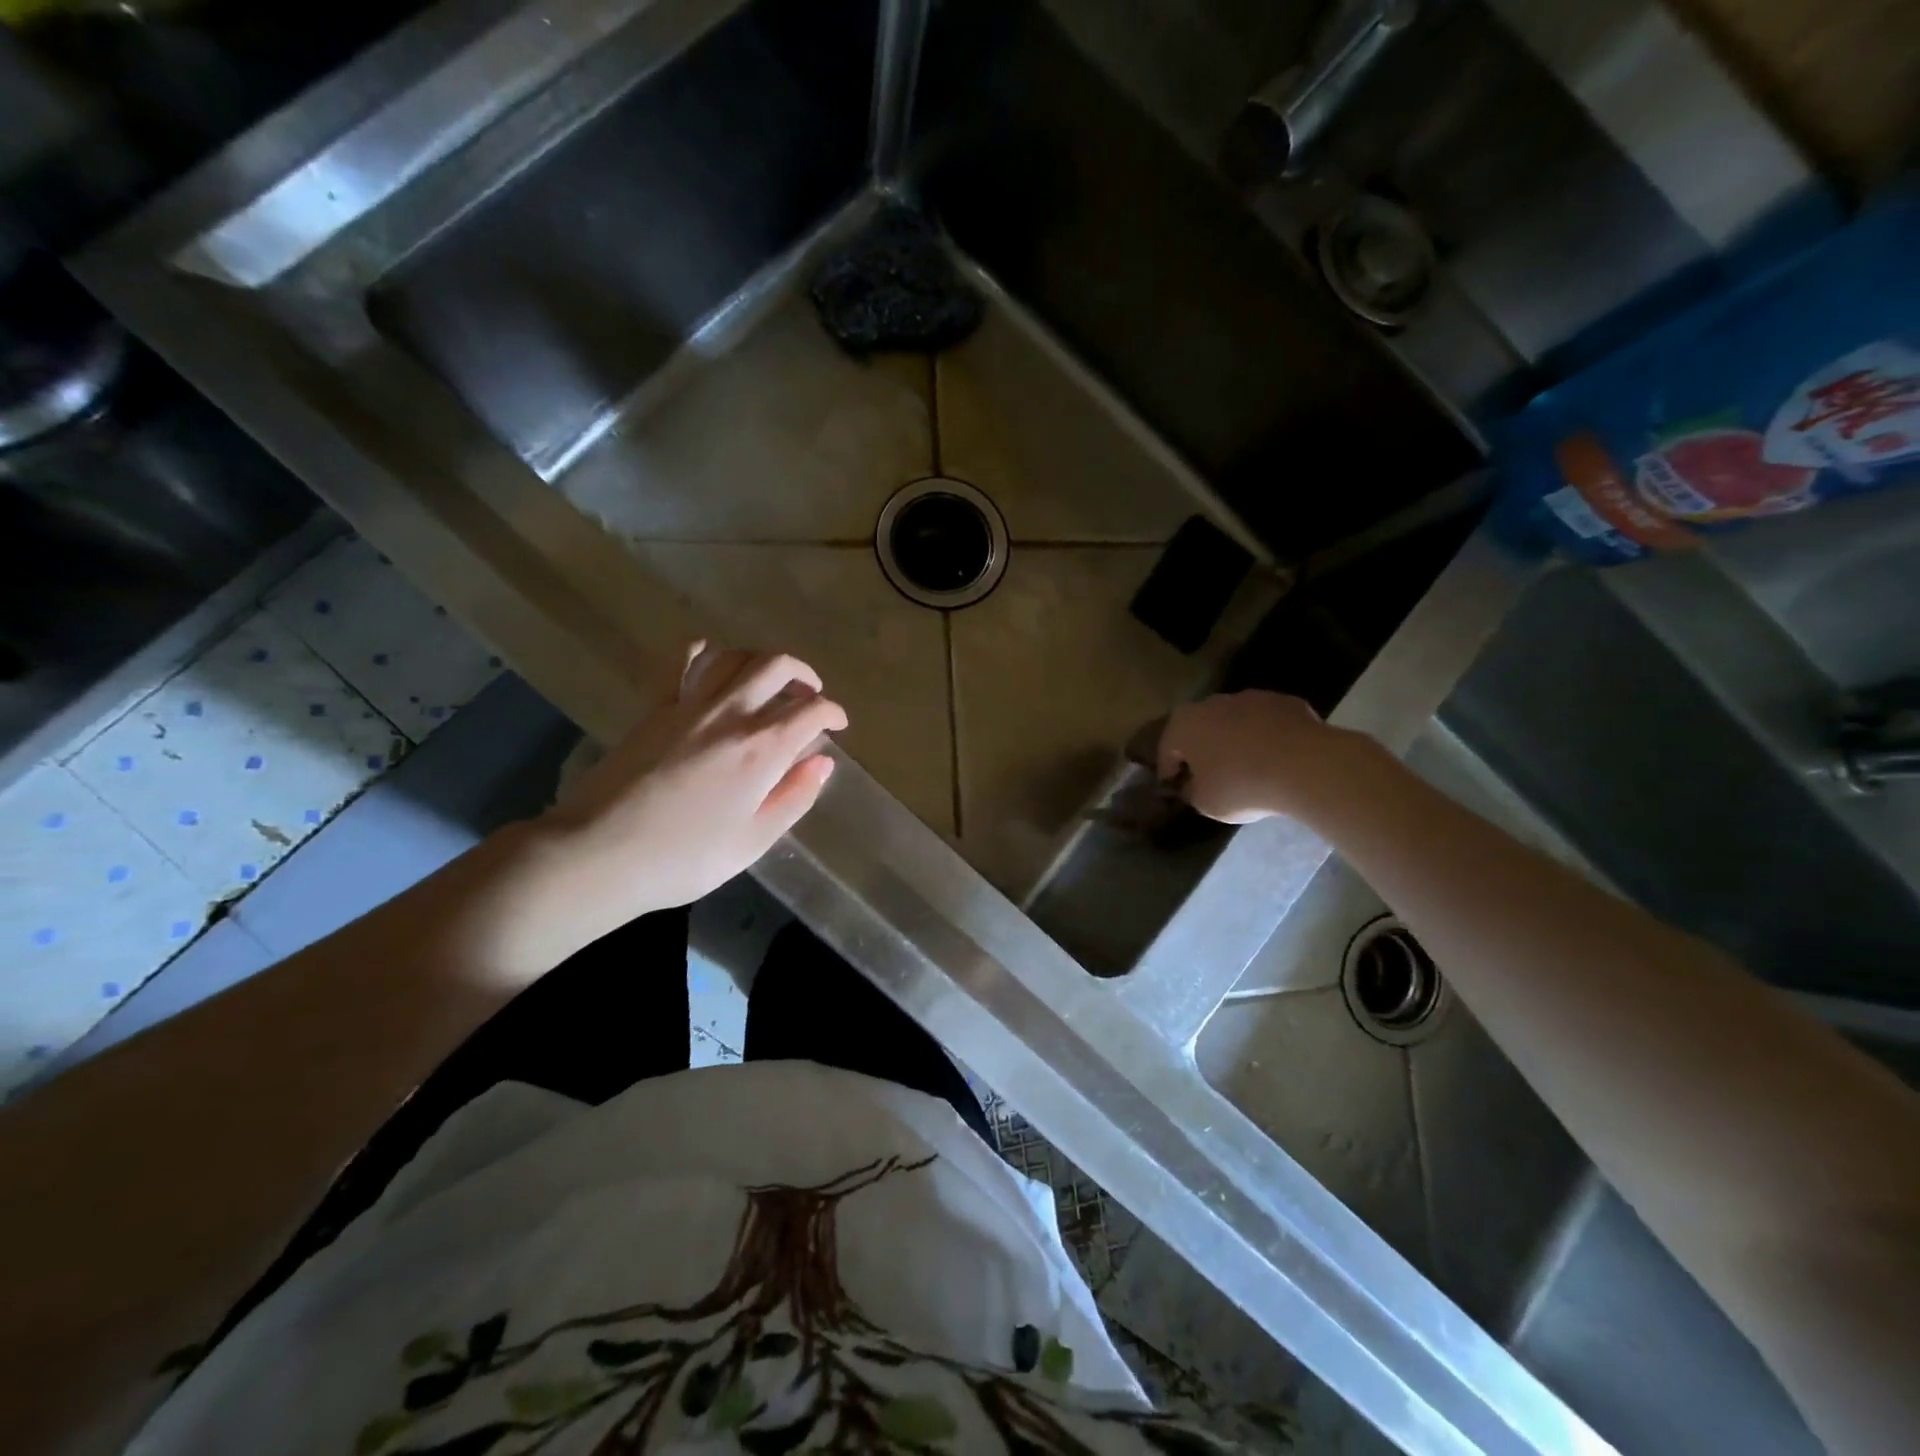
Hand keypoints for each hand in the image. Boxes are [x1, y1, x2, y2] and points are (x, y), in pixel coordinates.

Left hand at [537, 643, 846, 935]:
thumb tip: (822, 763)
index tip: (837, 726)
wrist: (599, 853)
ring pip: (734, 656)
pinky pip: (680, 662)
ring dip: (761, 660)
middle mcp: (730, 715)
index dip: (832, 713)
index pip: (811, 711)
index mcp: (762, 750)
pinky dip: (702, 651)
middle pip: (776, 666)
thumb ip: (794, 797)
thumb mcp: (753, 841)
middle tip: (809, 696)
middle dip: (803, 674)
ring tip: (769, 681)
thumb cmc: (685, 858)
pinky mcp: (655, 708)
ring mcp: (688, 705)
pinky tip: (712, 659)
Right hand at [1158, 690, 1345, 822]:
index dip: (1169, 773)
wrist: (1306, 766)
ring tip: (1246, 769)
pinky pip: (1267, 723)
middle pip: (1199, 730)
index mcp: (1183, 725)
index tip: (1176, 790)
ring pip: (1234, 722)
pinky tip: (1277, 761)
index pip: (1166, 751)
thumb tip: (1192, 785)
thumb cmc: (1241, 785)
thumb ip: (1191, 791)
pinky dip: (1266, 738)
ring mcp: (1251, 698)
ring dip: (1234, 741)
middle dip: (1201, 750)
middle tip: (1209, 777)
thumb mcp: (1205, 803)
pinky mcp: (1285, 702)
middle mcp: (1211, 703)